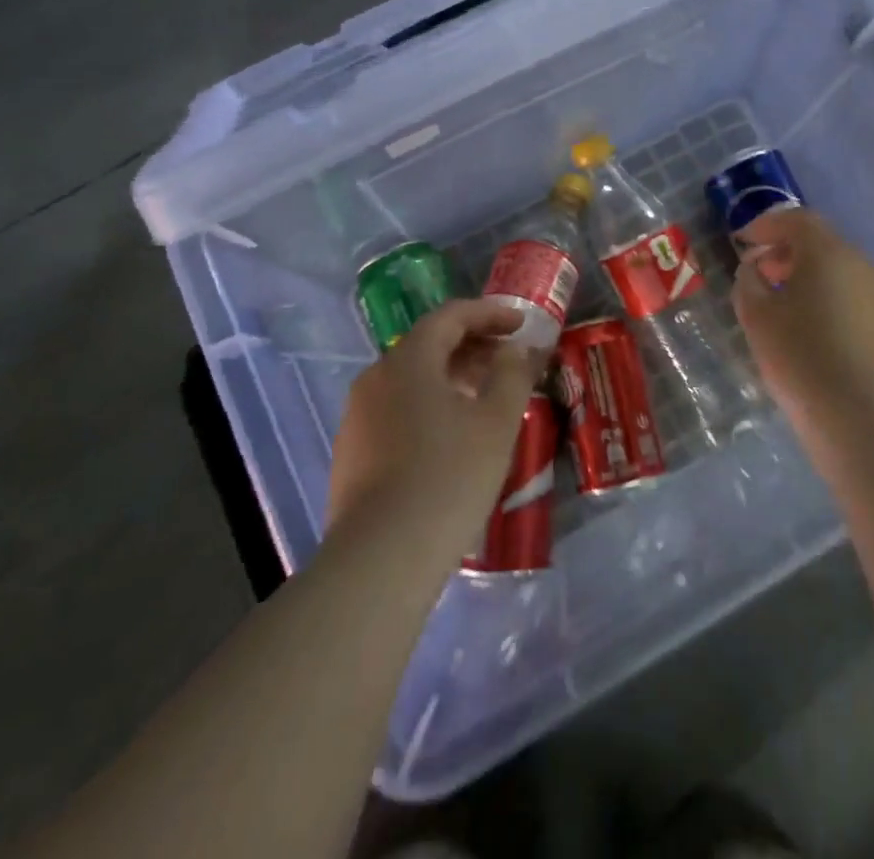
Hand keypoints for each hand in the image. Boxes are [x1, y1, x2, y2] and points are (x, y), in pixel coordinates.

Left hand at [327, 300, 547, 558]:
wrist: (380, 560)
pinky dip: (430, 404)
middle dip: (473, 345)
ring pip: (411, 379)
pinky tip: (452, 435)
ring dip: (452, 376)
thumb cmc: (448, 477)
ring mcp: (357, 416)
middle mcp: (375, 377)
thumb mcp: (497, 422)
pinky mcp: (352, 452)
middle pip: (428, 344)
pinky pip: (397, 409)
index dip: (490, 314)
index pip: (451, 316)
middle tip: (509, 360)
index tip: (521, 323)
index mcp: (408, 360)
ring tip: (486, 397)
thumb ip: (513, 373)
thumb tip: (518, 348)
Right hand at [733, 210, 873, 424]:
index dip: (766, 226)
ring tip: (783, 305)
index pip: (796, 220)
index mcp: (827, 251)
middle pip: (820, 243)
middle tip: (760, 274)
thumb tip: (754, 270)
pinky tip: (813, 331)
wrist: (861, 414)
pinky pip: (853, 299)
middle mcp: (860, 263)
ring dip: (808, 278)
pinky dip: (829, 301)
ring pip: (839, 272)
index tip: (743, 242)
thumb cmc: (799, 354)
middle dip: (786, 252)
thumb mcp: (756, 315)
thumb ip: (748, 282)